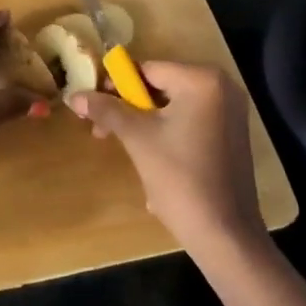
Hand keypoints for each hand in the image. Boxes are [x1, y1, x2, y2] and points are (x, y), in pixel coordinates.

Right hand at [69, 61, 265, 255]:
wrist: (224, 235)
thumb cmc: (180, 178)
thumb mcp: (137, 138)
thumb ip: (106, 110)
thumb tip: (73, 95)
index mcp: (202, 80)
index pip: (147, 69)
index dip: (116, 86)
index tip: (94, 107)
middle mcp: (222, 87)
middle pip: (161, 86)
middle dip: (130, 107)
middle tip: (104, 130)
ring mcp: (231, 112)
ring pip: (174, 105)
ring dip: (146, 122)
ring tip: (127, 147)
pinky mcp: (233, 134)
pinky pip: (191, 120)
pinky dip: (169, 131)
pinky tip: (154, 158)